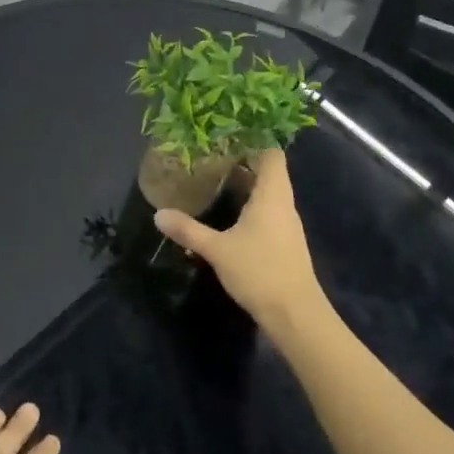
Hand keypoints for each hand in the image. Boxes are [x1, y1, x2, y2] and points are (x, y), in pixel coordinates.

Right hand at [154, 147, 322, 337]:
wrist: (295, 315)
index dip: (253, 143)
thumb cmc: (259, 271)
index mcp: (272, 195)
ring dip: (245, 188)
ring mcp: (286, 226)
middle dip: (241, 165)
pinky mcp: (284, 244)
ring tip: (214, 185)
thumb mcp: (217, 250)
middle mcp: (283, 205)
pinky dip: (249, 209)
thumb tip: (158, 214)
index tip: (226, 139)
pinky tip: (228, 219)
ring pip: (267, 195)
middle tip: (210, 160)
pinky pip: (267, 214)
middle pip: (268, 173)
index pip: (271, 154)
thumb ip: (188, 230)